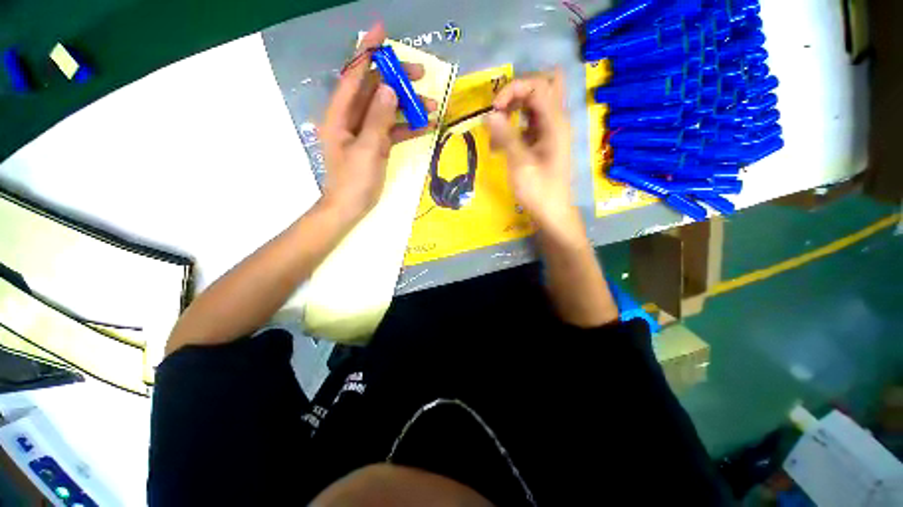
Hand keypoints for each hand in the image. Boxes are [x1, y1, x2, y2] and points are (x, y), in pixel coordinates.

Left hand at [320, 22, 437, 221]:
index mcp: (340, 114)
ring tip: (432, 107)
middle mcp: (351, 117)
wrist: (350, 207)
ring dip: (408, 107)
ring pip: (387, 110)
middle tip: (421, 76)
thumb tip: (391, 90)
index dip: (367, 52)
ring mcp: (365, 131)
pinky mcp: (375, 144)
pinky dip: (408, 127)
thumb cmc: (353, 181)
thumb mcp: (367, 149)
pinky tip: (426, 126)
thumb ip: (378, 119)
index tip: (382, 31)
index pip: (354, 75)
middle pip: (374, 90)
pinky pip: (392, 130)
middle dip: (397, 81)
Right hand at [485, 69, 583, 243]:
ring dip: (512, 112)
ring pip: (532, 105)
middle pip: (540, 88)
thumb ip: (505, 137)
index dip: (513, 89)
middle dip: (516, 94)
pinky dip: (512, 129)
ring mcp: (549, 131)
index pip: (538, 85)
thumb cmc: (538, 191)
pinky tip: (499, 147)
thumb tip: (489, 114)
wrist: (551, 212)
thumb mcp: (520, 164)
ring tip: (495, 133)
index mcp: (555, 122)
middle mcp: (555, 121)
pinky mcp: (542, 142)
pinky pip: (527, 124)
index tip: (494, 109)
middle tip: (498, 111)